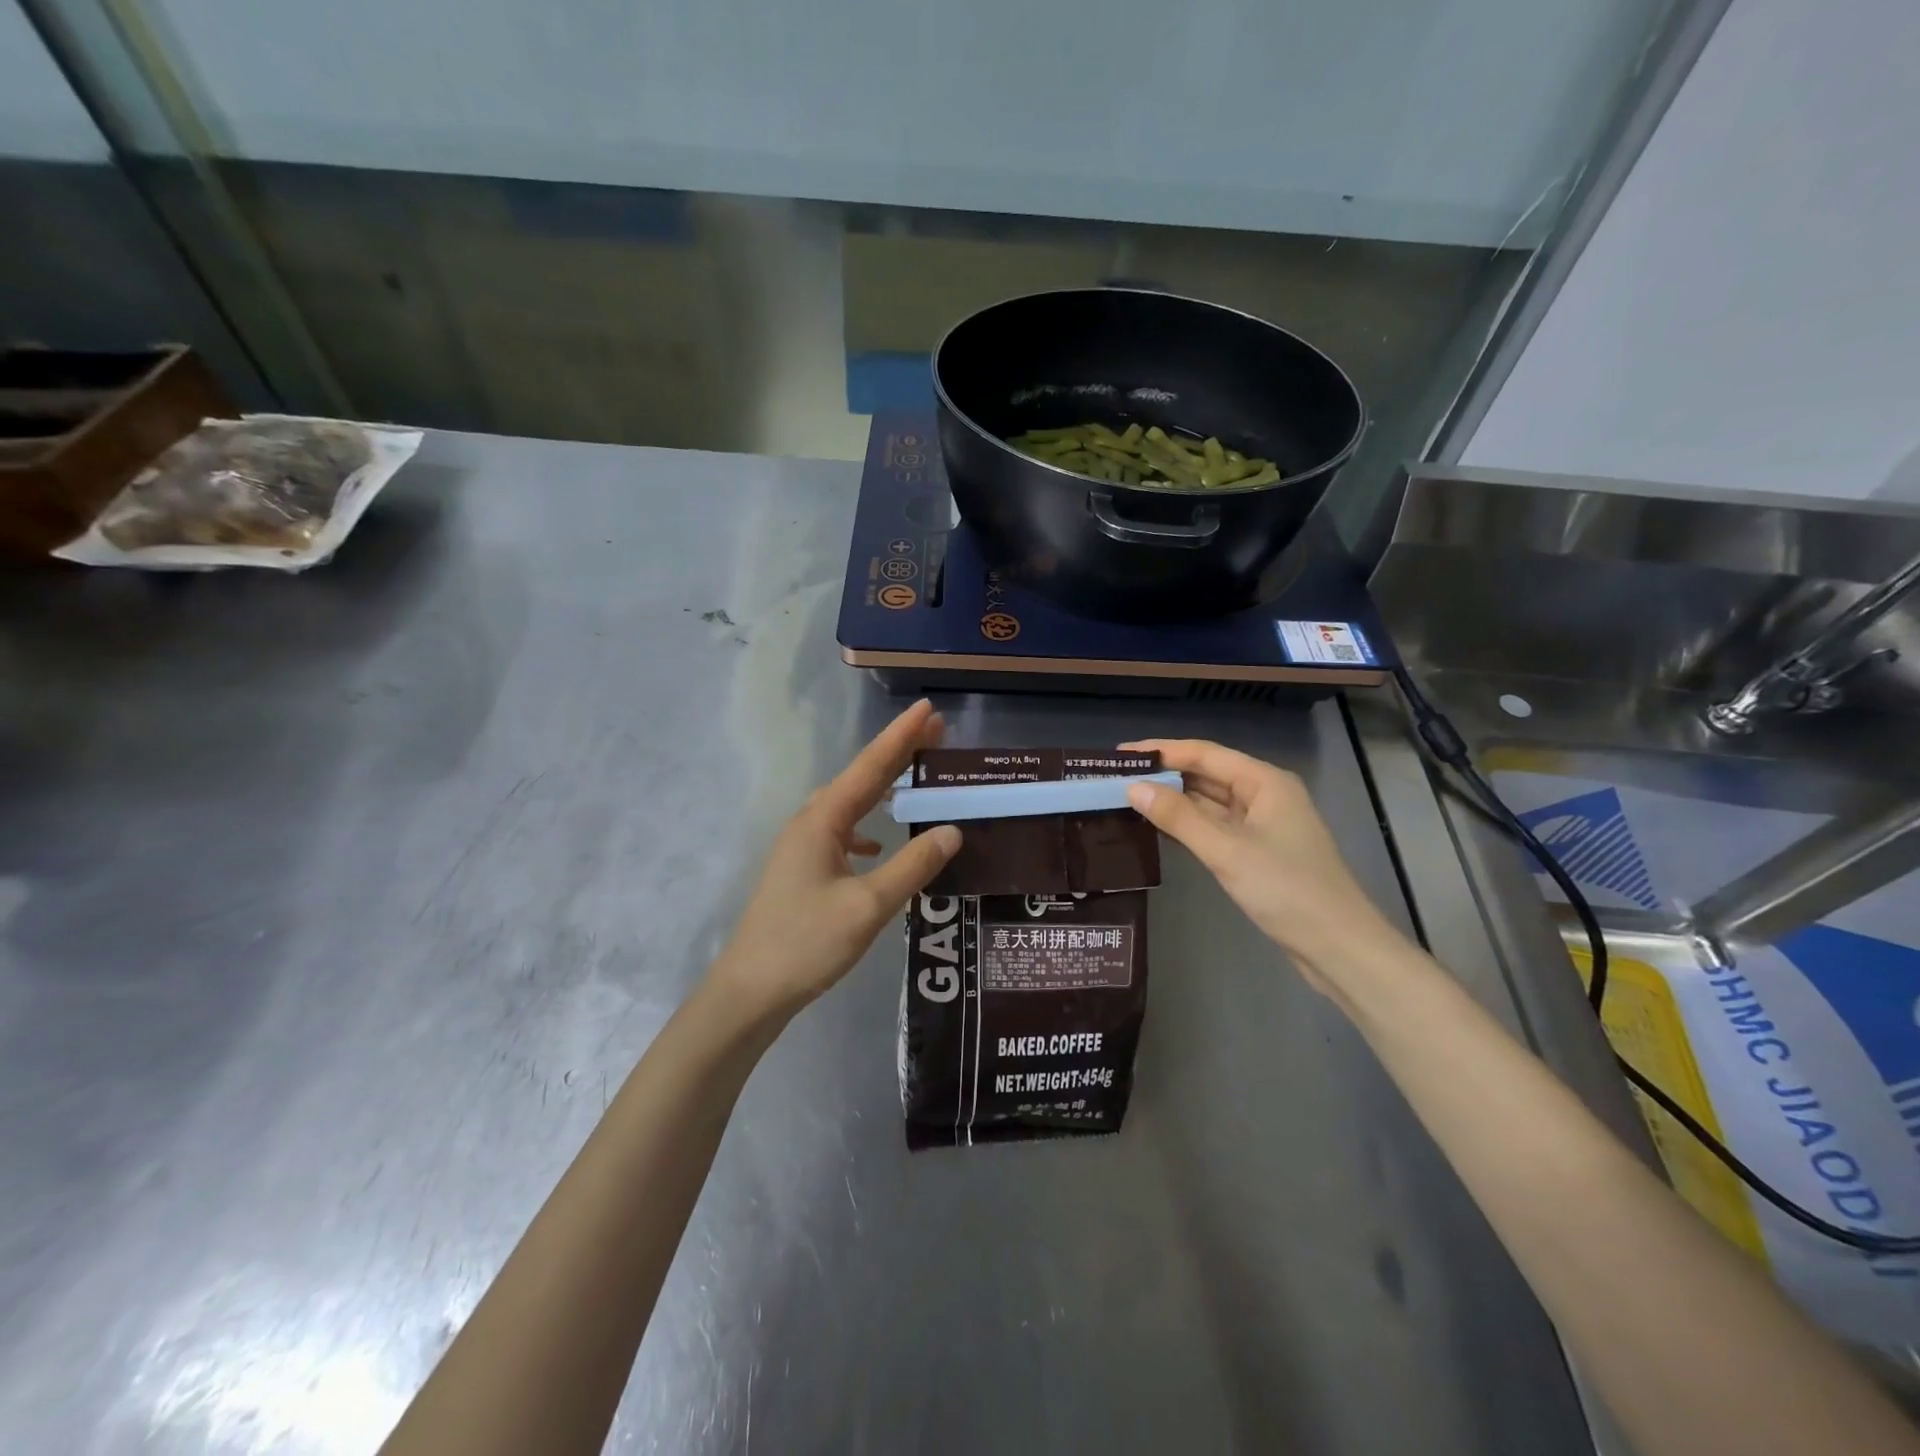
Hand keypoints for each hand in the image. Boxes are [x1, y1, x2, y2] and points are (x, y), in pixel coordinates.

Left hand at [709, 700, 961, 1022]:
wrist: (750, 990)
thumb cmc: (807, 944)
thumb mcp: (868, 907)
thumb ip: (912, 867)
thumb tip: (952, 830)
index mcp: (823, 820)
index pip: (870, 767)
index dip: (902, 736)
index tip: (929, 708)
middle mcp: (810, 823)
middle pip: (861, 778)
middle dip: (898, 753)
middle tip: (936, 730)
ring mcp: (803, 846)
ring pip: (851, 804)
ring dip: (883, 787)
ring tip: (915, 776)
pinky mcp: (803, 869)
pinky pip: (842, 832)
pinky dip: (866, 827)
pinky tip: (878, 845)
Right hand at [1122, 738, 1404, 987]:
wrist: (1338, 947)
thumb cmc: (1286, 890)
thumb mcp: (1226, 850)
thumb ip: (1178, 817)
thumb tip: (1133, 788)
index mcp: (1265, 782)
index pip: (1204, 753)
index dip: (1161, 750)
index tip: (1120, 755)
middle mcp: (1265, 795)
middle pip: (1207, 774)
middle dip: (1164, 775)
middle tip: (1116, 779)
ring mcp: (1263, 825)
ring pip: (1209, 803)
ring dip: (1173, 801)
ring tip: (1128, 800)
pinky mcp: (1258, 852)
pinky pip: (1215, 827)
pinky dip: (1187, 825)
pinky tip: (1158, 829)